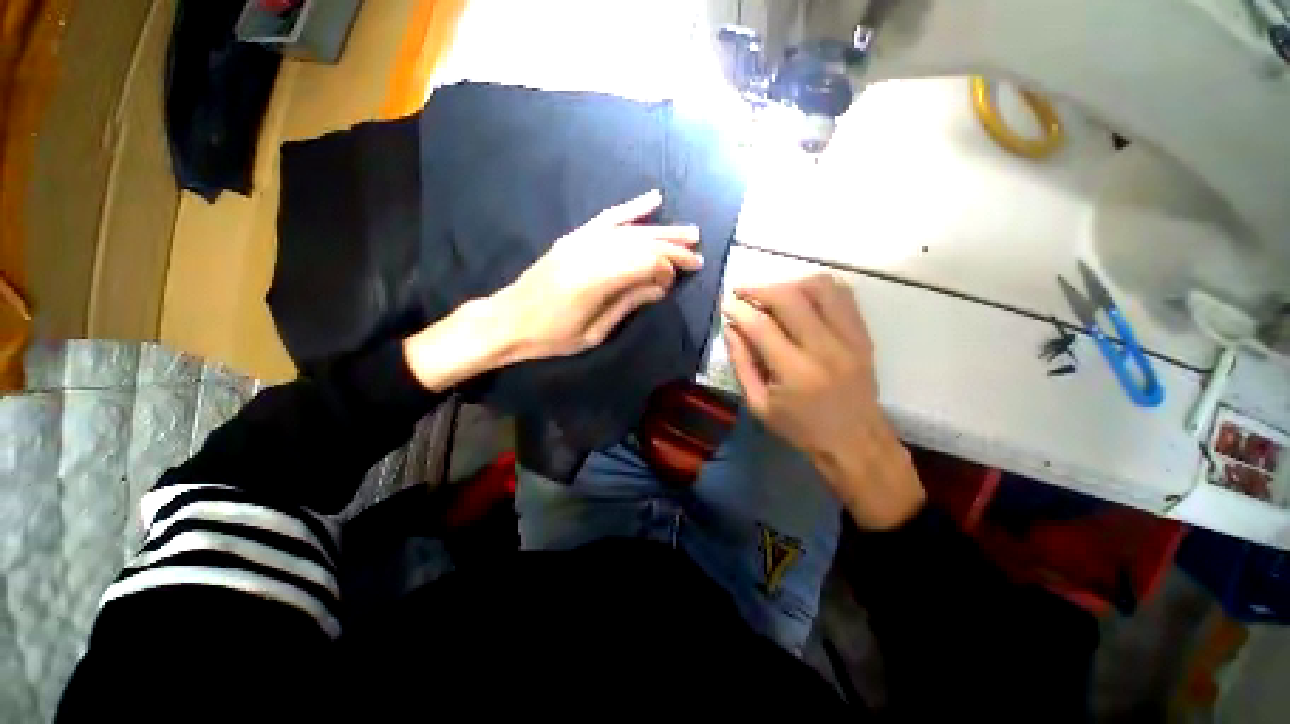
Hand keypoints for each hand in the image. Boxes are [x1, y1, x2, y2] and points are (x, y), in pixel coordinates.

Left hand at [402, 190, 701, 390]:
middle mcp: (590, 252)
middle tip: (698, 256)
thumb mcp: (594, 332)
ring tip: (690, 233)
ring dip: (663, 230)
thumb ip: (628, 304)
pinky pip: (608, 218)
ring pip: (631, 230)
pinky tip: (654, 199)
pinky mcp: (574, 237)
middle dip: (673, 248)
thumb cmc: (551, 336)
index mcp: (595, 280)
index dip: (668, 268)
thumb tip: (661, 287)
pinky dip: (633, 208)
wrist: (508, 319)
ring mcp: (581, 240)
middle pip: (642, 243)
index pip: (645, 263)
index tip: (679, 279)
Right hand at [722, 275, 925, 529]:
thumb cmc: (800, 428)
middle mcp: (825, 348)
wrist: (855, 441)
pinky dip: (817, 288)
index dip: (739, 310)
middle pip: (790, 298)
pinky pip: (843, 295)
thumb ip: (741, 363)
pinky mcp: (863, 335)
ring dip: (789, 284)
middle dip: (759, 289)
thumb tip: (730, 328)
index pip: (762, 326)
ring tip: (772, 295)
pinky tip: (801, 297)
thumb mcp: (758, 404)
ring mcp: (850, 338)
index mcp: (796, 372)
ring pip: (820, 287)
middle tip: (742, 293)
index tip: (726, 303)